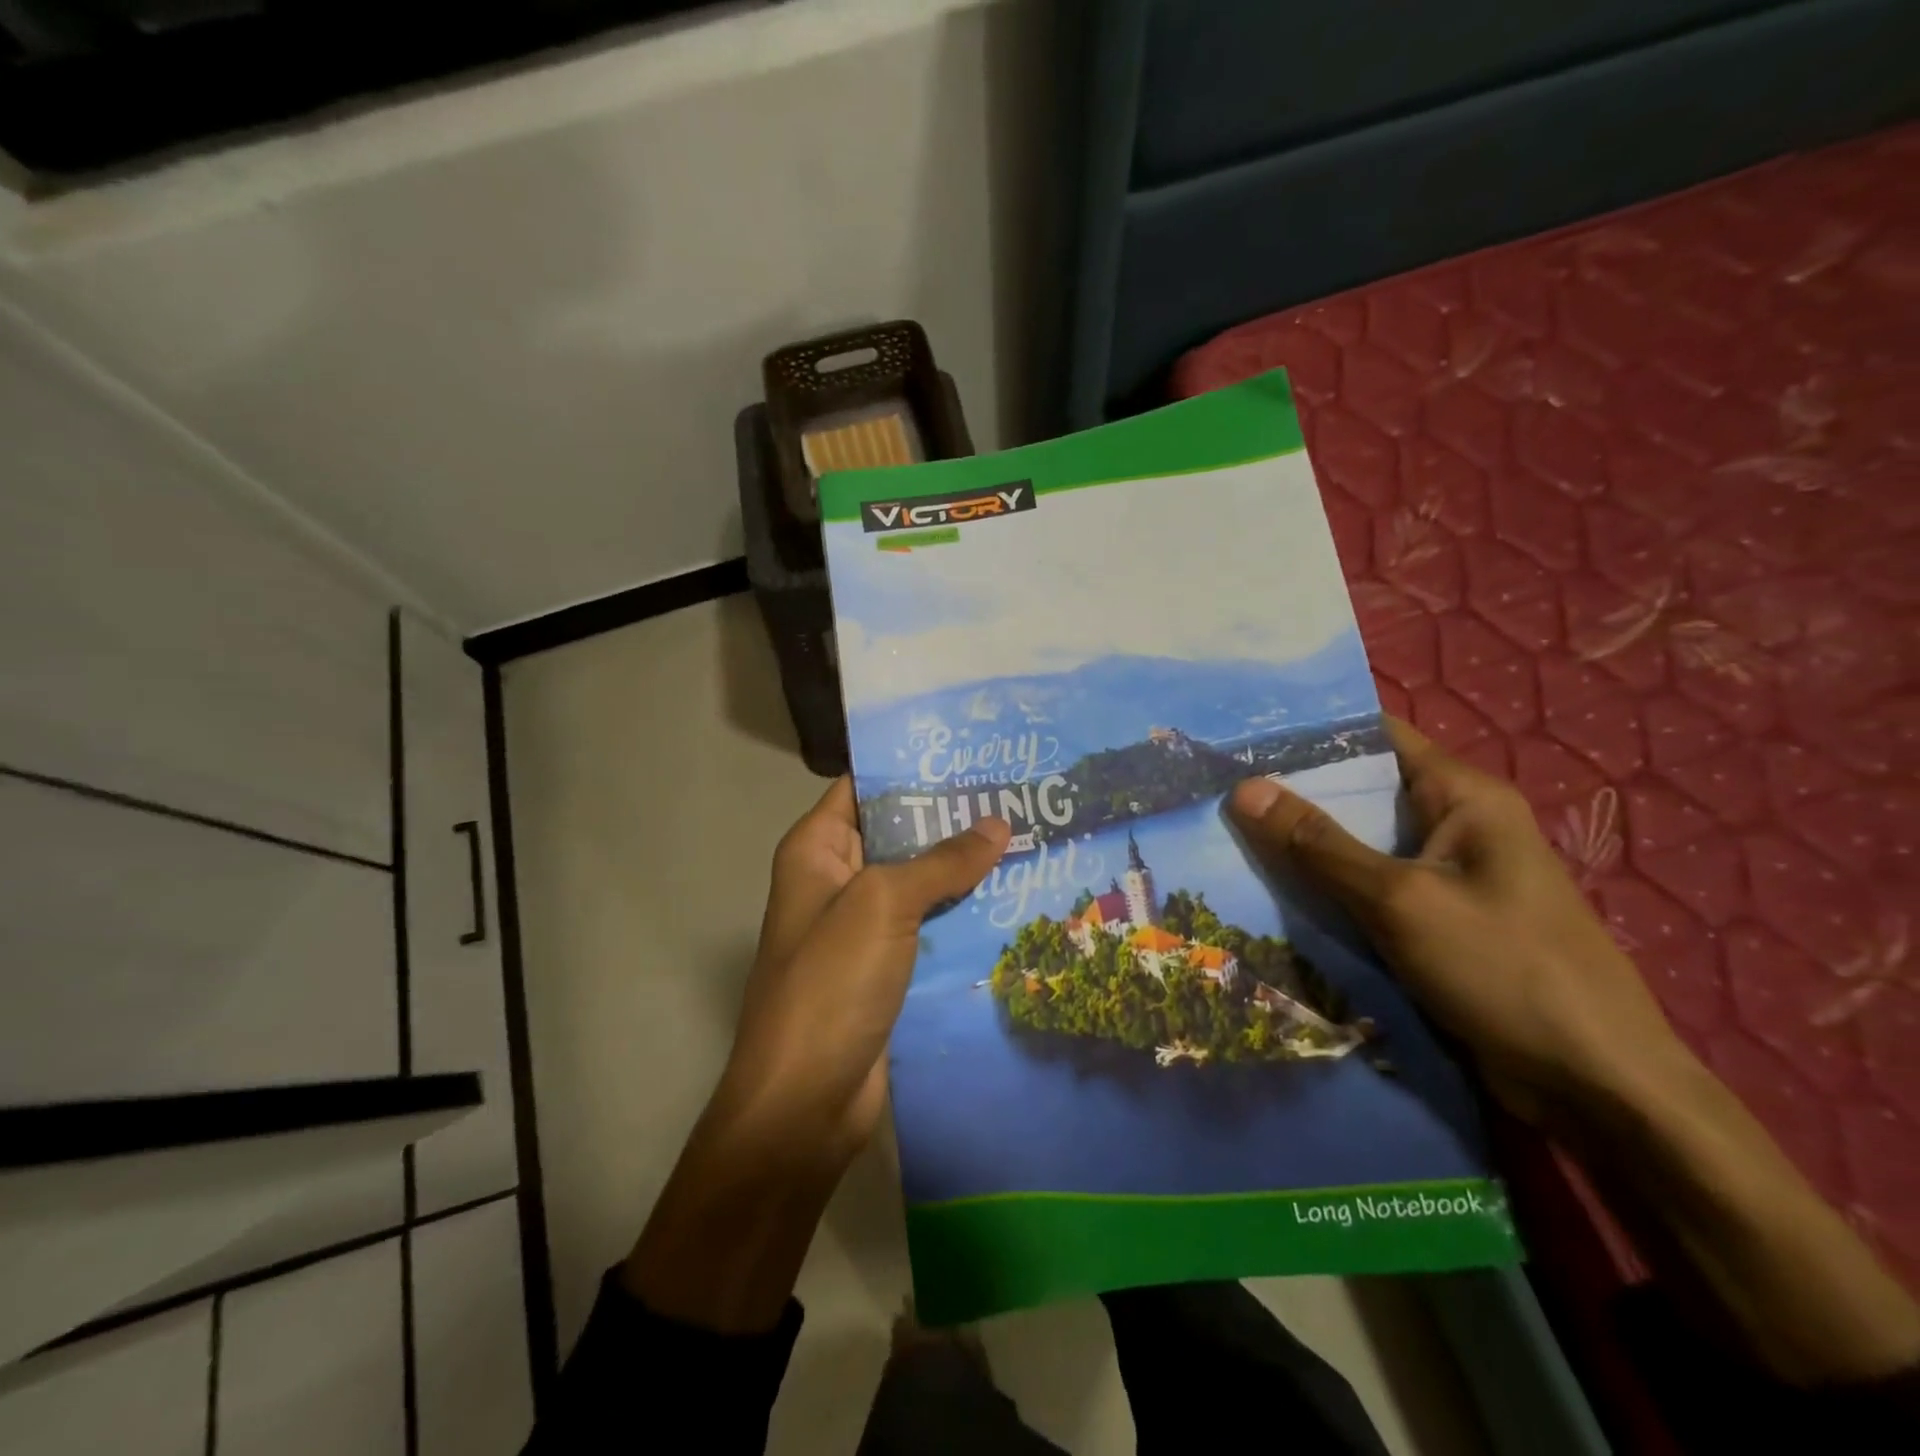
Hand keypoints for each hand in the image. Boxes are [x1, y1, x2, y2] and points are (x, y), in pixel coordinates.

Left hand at [624, 779, 1006, 1333]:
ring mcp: (863, 926)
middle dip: (950, 817)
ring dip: (964, 866)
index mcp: (817, 850)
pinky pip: (930, 925)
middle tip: (1015, 792)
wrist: (805, 1101)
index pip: (864, 787)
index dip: (911, 767)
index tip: (970, 752)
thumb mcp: (883, 904)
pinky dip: (964, 912)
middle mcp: (837, 880)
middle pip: (898, 833)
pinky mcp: (888, 967)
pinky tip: (1014, 897)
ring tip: (1028, 836)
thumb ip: (942, 861)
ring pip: (919, 881)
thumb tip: (998, 823)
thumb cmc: (830, 983)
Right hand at [1231, 717, 1919, 1385]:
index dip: (1312, 732)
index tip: (1243, 736)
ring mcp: (1449, 876)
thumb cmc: (1506, 971)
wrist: (1599, 1088)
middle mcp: (1457, 825)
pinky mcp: (1439, 921)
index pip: (1378, 737)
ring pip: (1361, 845)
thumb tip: (1244, 788)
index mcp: (1464, 796)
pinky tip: (1274, 892)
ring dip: (1306, 845)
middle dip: (1295, 792)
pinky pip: (1371, 889)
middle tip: (1219, 790)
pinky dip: (1328, 888)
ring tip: (1228, 836)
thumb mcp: (1400, 900)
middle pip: (1363, 792)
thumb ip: (1319, 845)